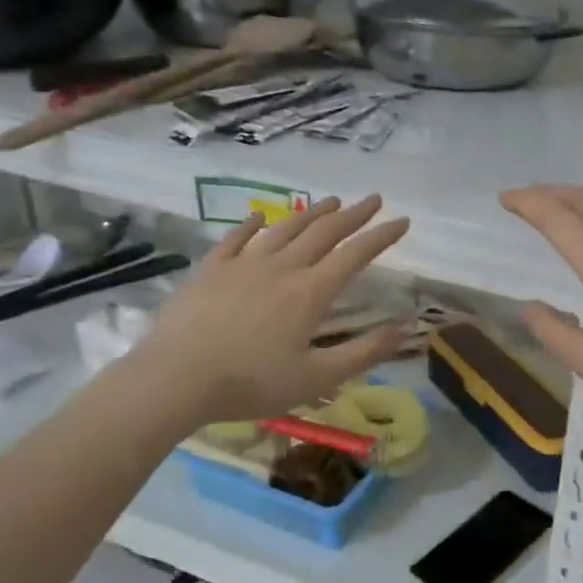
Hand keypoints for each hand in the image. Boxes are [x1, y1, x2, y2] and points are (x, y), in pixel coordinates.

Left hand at [123, 195, 411, 426]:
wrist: (176, 378)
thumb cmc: (251, 383)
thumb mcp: (317, 378)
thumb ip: (364, 353)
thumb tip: (406, 330)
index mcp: (311, 292)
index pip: (355, 254)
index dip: (381, 236)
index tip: (403, 221)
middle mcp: (282, 267)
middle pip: (324, 232)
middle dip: (353, 214)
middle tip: (373, 200)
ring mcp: (244, 264)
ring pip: (285, 228)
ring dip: (311, 212)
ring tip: (331, 201)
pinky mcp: (212, 269)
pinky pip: (237, 237)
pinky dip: (253, 223)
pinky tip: (261, 215)